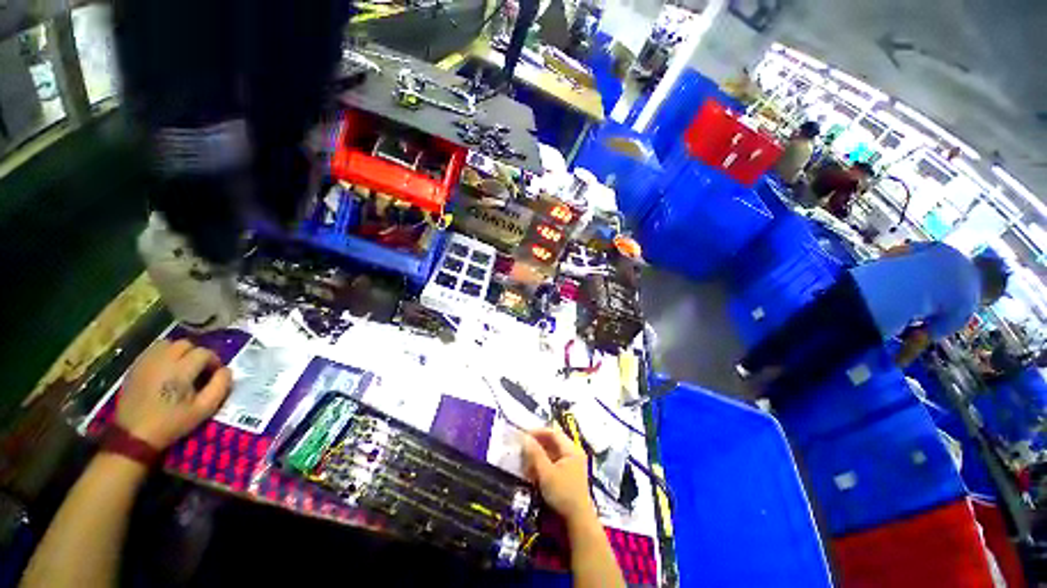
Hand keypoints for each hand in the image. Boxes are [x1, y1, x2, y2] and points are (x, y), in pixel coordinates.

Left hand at [116, 340, 231, 449]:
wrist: (133, 436)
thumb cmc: (171, 423)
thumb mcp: (204, 410)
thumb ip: (220, 386)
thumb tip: (226, 370)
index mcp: (180, 370)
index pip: (204, 353)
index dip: (214, 361)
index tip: (215, 374)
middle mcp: (162, 360)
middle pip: (185, 344)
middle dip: (196, 354)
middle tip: (199, 370)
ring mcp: (145, 362)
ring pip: (168, 344)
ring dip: (179, 352)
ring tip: (182, 367)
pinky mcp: (135, 367)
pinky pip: (152, 351)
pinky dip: (163, 355)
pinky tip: (165, 369)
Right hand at [522, 428, 593, 522]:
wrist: (578, 521)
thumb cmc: (562, 494)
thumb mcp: (546, 473)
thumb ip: (535, 454)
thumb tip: (525, 437)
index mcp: (571, 449)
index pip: (553, 432)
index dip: (538, 432)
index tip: (523, 435)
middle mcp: (573, 452)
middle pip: (553, 441)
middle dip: (537, 443)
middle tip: (523, 447)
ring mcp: (572, 463)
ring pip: (552, 452)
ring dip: (539, 454)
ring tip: (525, 459)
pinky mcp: (568, 474)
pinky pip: (554, 461)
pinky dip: (543, 462)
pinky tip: (533, 469)